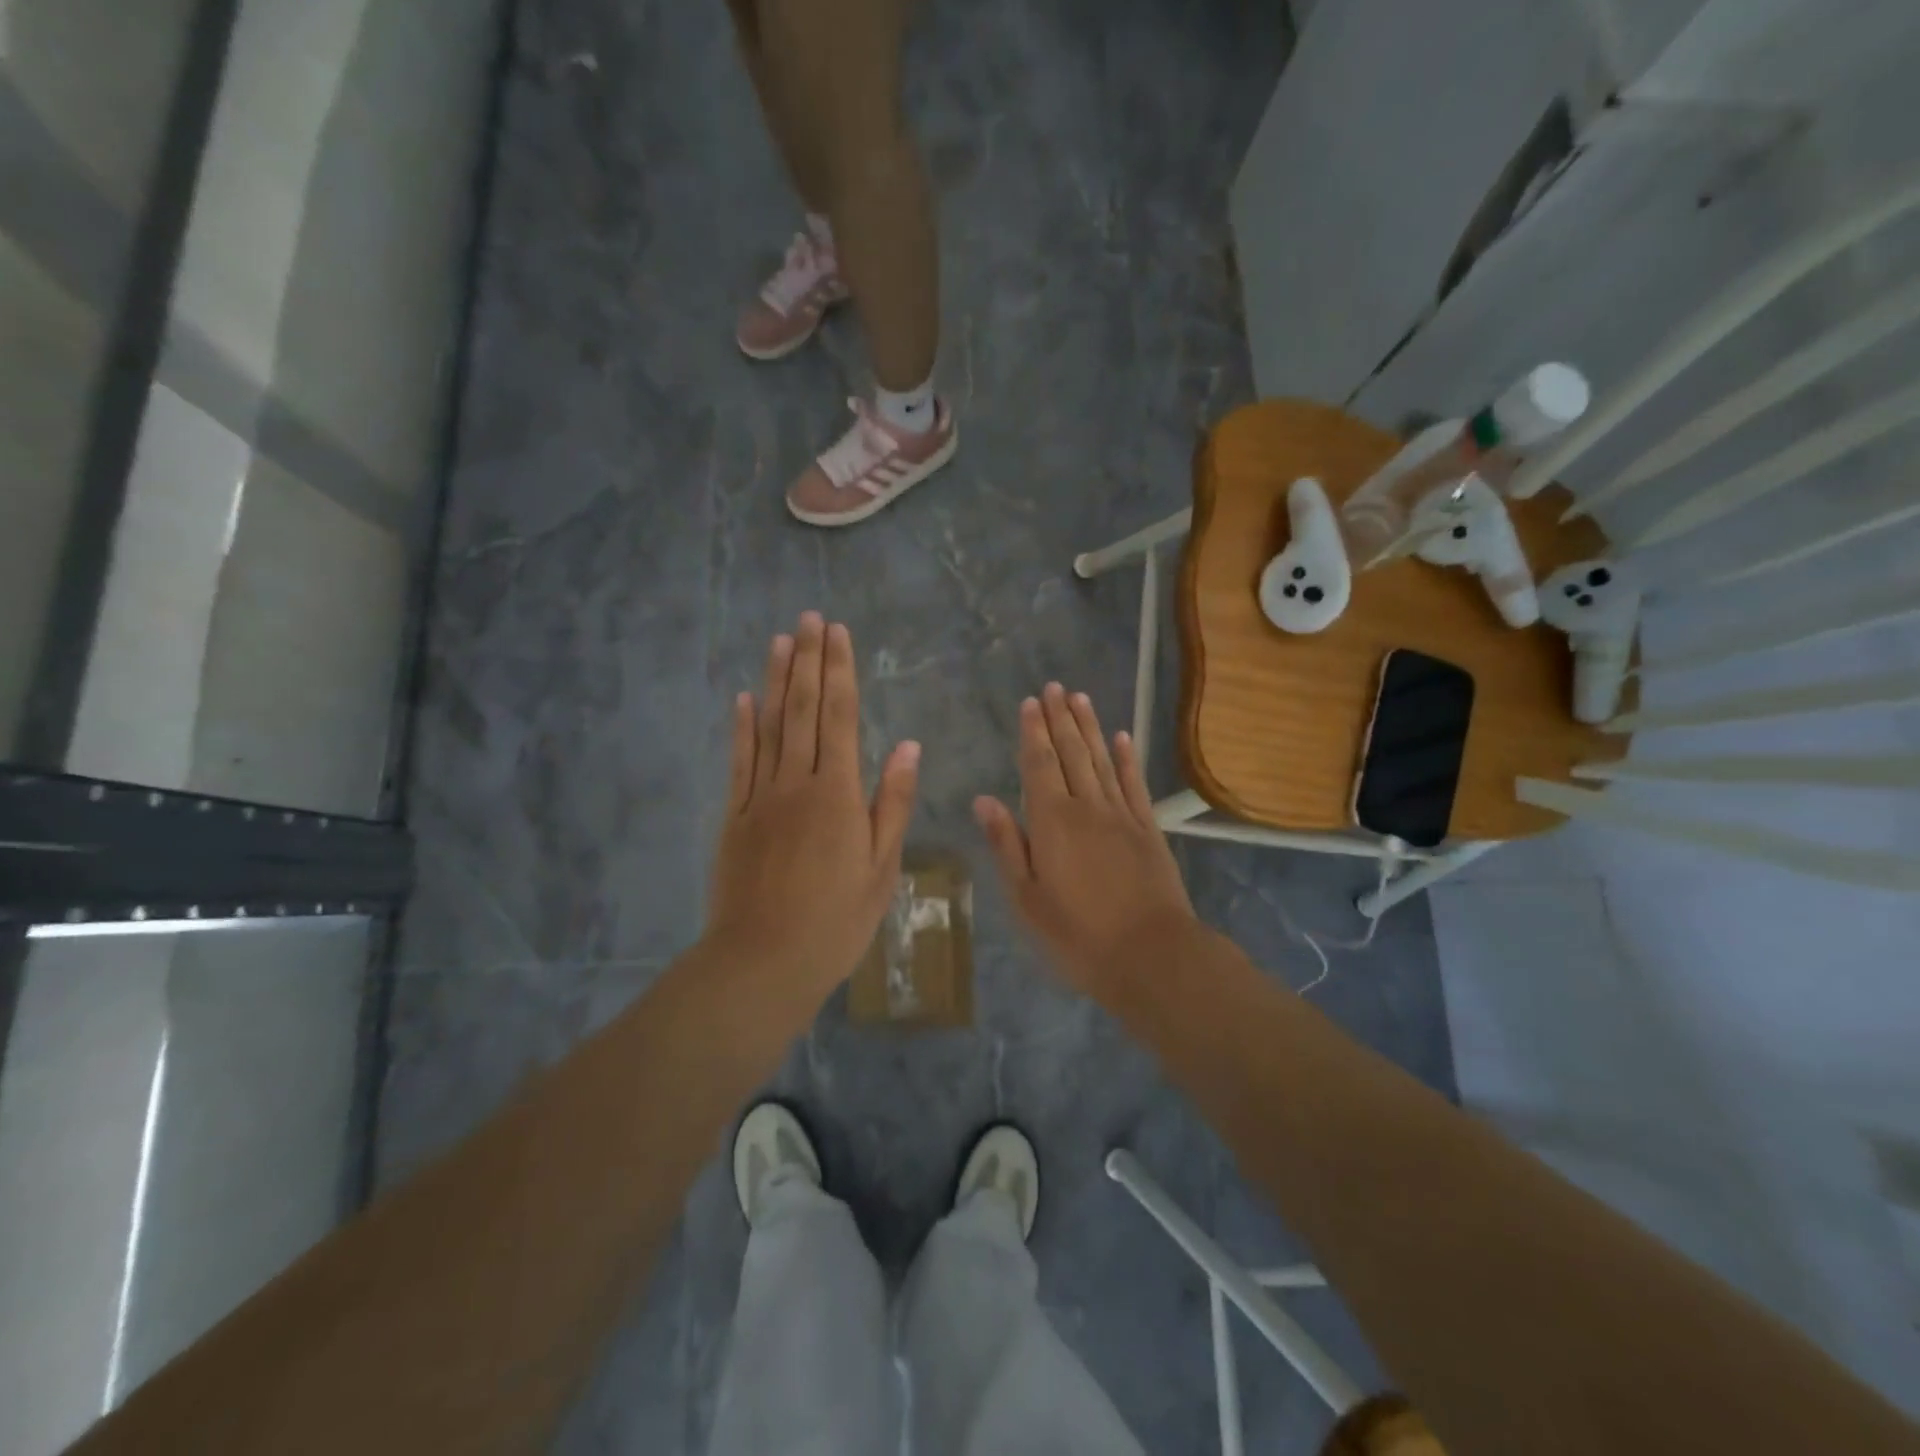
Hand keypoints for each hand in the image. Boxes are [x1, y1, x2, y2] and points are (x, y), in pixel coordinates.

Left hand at [705, 613, 919, 1008]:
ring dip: (776, 681)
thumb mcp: (881, 867)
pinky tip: (744, 699)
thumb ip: (891, 802)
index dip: (839, 671)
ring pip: (769, 727)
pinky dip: (742, 727)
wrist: (762, 962)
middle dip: (808, 660)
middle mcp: (796, 783)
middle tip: (809, 618)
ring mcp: (759, 797)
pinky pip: (739, 762)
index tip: (838, 633)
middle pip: (802, 710)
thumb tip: (907, 746)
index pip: (839, 717)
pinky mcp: (734, 817)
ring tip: (780, 641)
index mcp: (837, 793)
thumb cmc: (835, 921)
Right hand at [974, 683, 1198, 996]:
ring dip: (1090, 728)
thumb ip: (1007, 844)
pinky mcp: (1148, 830)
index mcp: (1052, 822)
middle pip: (1071, 753)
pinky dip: (1127, 759)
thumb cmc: (1077, 934)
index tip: (1030, 702)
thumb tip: (984, 799)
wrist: (1151, 956)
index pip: (1039, 765)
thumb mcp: (1026, 898)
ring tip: (1080, 698)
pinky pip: (1134, 784)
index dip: (1033, 732)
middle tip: (1054, 687)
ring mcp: (1122, 816)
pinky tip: (1122, 737)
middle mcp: (1087, 807)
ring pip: (1102, 761)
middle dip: (1060, 719)